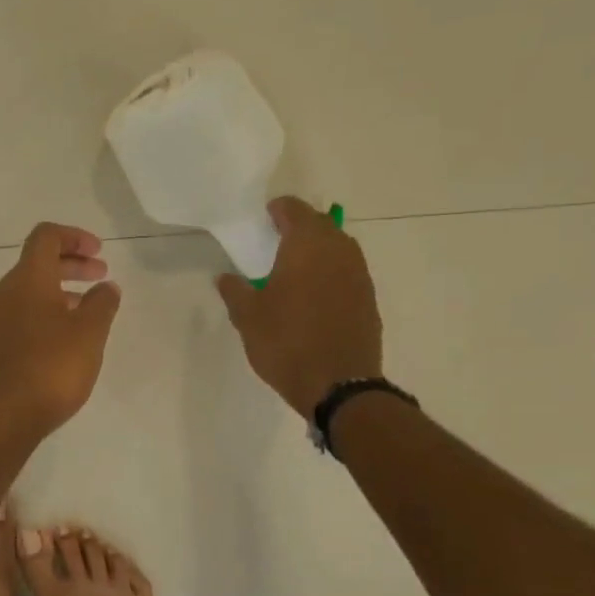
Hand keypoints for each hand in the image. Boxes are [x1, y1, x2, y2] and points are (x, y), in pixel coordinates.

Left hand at [0, 223, 121, 440]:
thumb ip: (102, 304)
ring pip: (30, 291)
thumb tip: (106, 286)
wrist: (2, 416)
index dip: (75, 236)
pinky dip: (46, 313)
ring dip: (61, 291)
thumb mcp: (90, 333)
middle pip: (38, 263)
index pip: (46, 237)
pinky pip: (22, 315)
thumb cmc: (51, 368)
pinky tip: (65, 339)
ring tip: (89, 310)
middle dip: (72, 264)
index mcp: (27, 279)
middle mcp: (4, 293)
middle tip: (101, 276)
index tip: (100, 253)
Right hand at [216, 196, 382, 415]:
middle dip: (298, 228)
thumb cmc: (286, 343)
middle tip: (274, 242)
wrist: (339, 385)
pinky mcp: (369, 298)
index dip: (277, 210)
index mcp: (307, 246)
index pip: (294, 210)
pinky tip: (313, 295)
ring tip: (293, 269)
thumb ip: (235, 291)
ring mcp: (359, 275)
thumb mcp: (248, 318)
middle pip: (320, 225)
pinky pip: (347, 272)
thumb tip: (225, 277)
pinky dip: (330, 273)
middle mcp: (339, 251)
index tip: (263, 219)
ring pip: (337, 248)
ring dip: (317, 250)